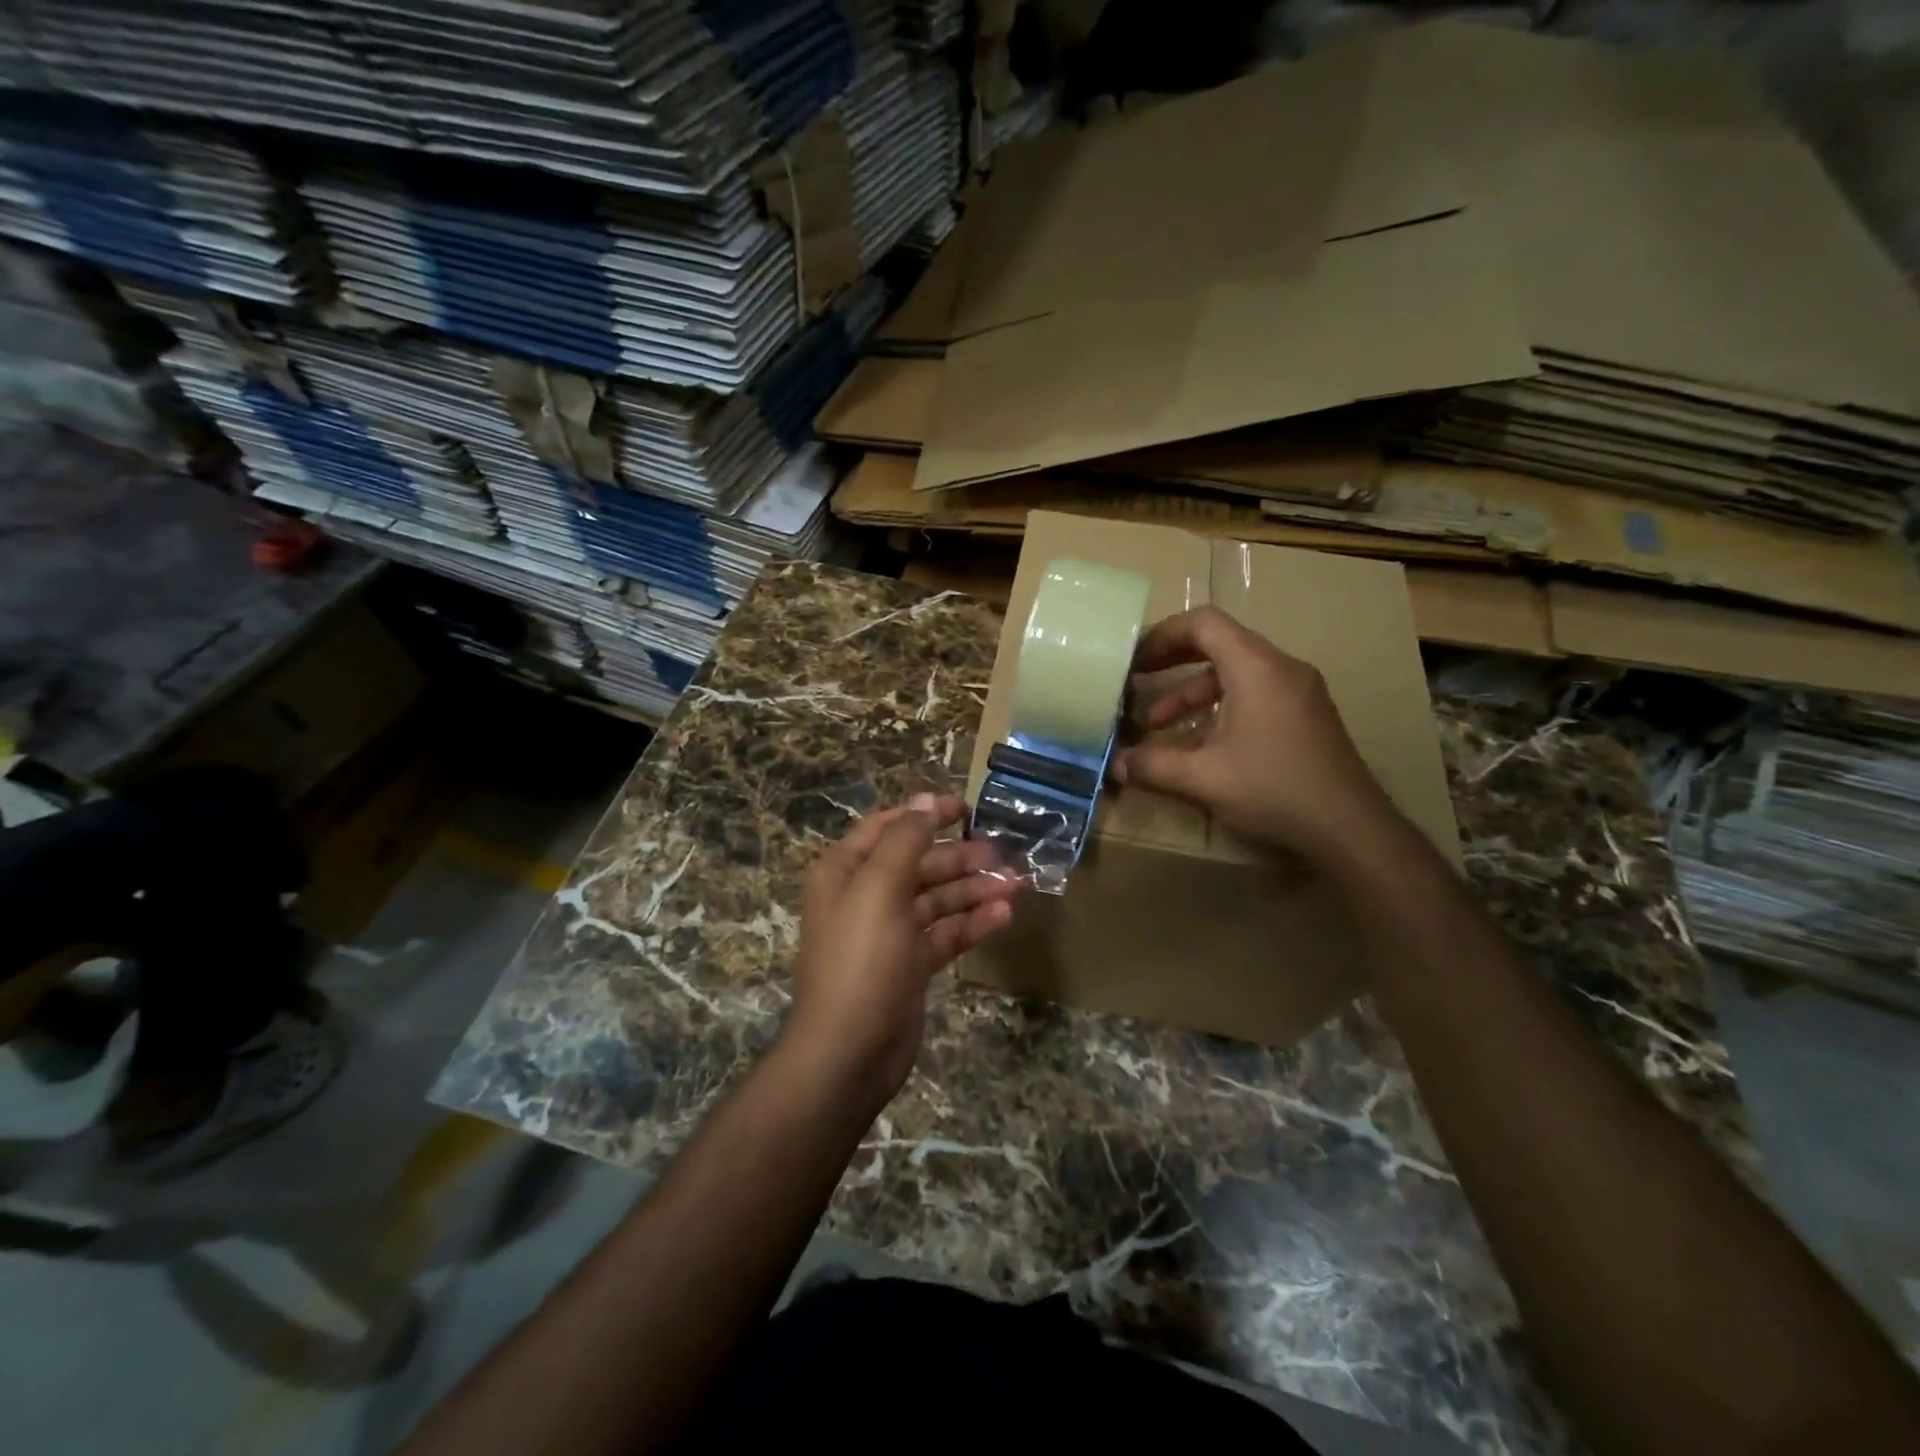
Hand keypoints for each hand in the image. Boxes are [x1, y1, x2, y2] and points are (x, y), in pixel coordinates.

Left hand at [782, 795, 1019, 1104]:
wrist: (849, 1053)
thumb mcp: (880, 889)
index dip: (925, 814)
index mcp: (847, 872)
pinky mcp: (911, 964)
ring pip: (937, 899)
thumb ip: (905, 839)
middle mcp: (866, 896)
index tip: (967, 807)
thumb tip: (926, 799)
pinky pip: (945, 933)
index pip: (888, 828)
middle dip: (959, 857)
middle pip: (919, 863)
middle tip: (1002, 853)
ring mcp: (890, 932)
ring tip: (1015, 883)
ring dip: (974, 889)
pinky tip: (1003, 916)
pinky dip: (972, 924)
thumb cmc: (861, 961)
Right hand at [1111, 606, 1396, 863]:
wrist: (1351, 828)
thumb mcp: (1204, 778)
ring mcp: (1298, 692)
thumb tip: (1116, 765)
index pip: (1205, 623)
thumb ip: (1154, 765)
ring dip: (1192, 693)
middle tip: (1137, 677)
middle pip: (1219, 643)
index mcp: (1257, 668)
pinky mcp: (1305, 715)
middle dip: (1173, 659)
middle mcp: (1281, 668)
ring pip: (1235, 674)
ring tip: (1158, 724)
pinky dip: (1219, 709)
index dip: (1163, 633)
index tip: (1134, 658)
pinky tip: (1198, 745)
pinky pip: (1254, 694)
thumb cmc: (1274, 790)